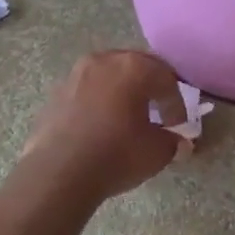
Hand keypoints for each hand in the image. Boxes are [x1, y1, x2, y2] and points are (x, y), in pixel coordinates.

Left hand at [22, 50, 188, 202]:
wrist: (59, 173)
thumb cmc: (116, 155)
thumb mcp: (156, 152)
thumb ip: (172, 141)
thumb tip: (179, 143)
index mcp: (133, 67)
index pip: (166, 79)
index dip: (177, 103)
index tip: (179, 125)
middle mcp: (103, 61)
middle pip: (136, 67)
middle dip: (150, 88)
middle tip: (159, 111)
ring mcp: (75, 75)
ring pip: (108, 76)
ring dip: (122, 92)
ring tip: (129, 117)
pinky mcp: (55, 93)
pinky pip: (87, 91)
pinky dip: (100, 102)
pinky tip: (102, 125)